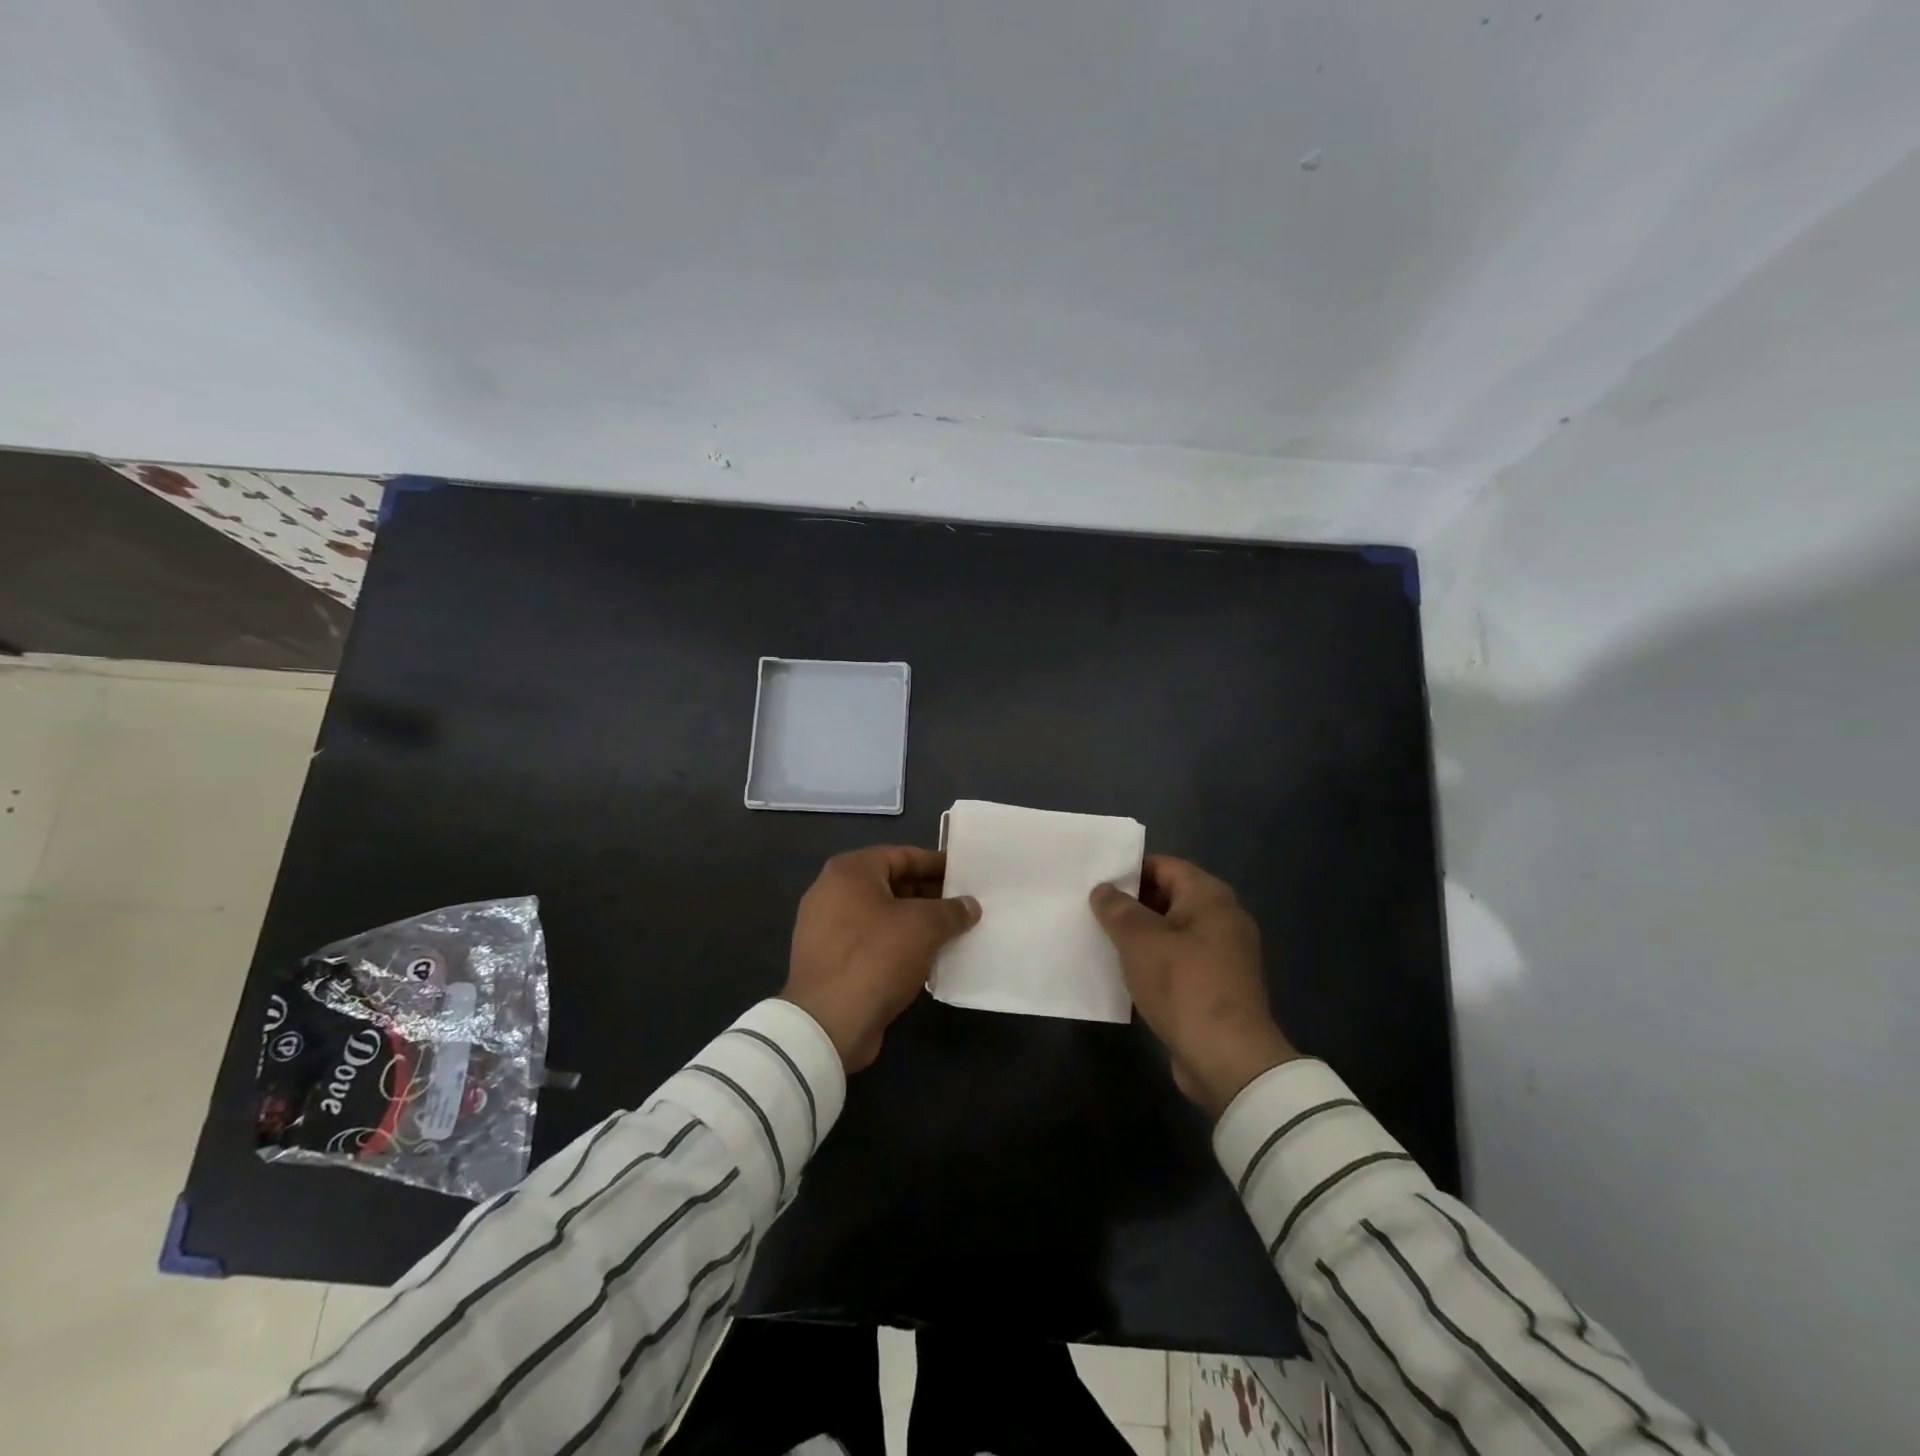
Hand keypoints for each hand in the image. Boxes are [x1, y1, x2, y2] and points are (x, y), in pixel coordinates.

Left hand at [783, 846, 981, 1071]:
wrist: (828, 1024)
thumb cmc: (876, 957)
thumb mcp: (924, 927)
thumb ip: (951, 910)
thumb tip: (969, 905)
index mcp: (850, 871)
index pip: (903, 856)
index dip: (937, 864)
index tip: (967, 876)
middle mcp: (832, 892)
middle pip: (891, 884)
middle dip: (928, 895)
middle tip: (963, 908)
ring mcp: (825, 928)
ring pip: (882, 916)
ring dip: (914, 923)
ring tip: (950, 934)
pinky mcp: (829, 960)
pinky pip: (870, 942)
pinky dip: (896, 946)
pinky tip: (925, 960)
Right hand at [1090, 856, 1297, 1118]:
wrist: (1228, 1060)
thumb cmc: (1184, 987)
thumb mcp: (1141, 941)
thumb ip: (1118, 909)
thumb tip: (1103, 890)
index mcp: (1210, 897)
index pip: (1164, 866)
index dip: (1128, 870)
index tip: (1095, 882)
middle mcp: (1221, 919)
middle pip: (1168, 897)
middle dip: (1130, 904)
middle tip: (1091, 911)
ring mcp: (1222, 954)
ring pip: (1171, 932)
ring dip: (1139, 936)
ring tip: (1100, 940)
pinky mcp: (1216, 986)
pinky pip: (1178, 961)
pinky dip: (1153, 962)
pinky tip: (1124, 973)